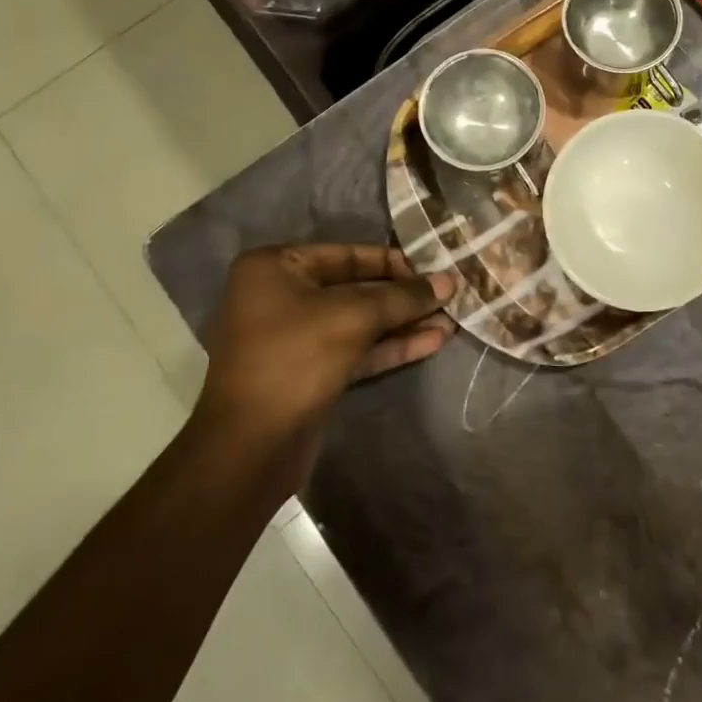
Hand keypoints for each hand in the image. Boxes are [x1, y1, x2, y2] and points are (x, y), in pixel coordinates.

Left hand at [198, 245, 456, 451]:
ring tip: (450, 321)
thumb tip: (449, 281)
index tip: (435, 270)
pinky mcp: (309, 372)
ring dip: (403, 323)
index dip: (395, 263)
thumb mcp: (355, 316)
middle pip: (355, 288)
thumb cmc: (296, 359)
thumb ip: (403, 296)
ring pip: (358, 322)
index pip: (348, 254)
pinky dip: (389, 346)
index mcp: (275, 268)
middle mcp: (280, 296)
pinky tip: (432, 342)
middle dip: (403, 297)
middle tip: (449, 297)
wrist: (251, 448)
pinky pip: (354, 349)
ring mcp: (293, 337)